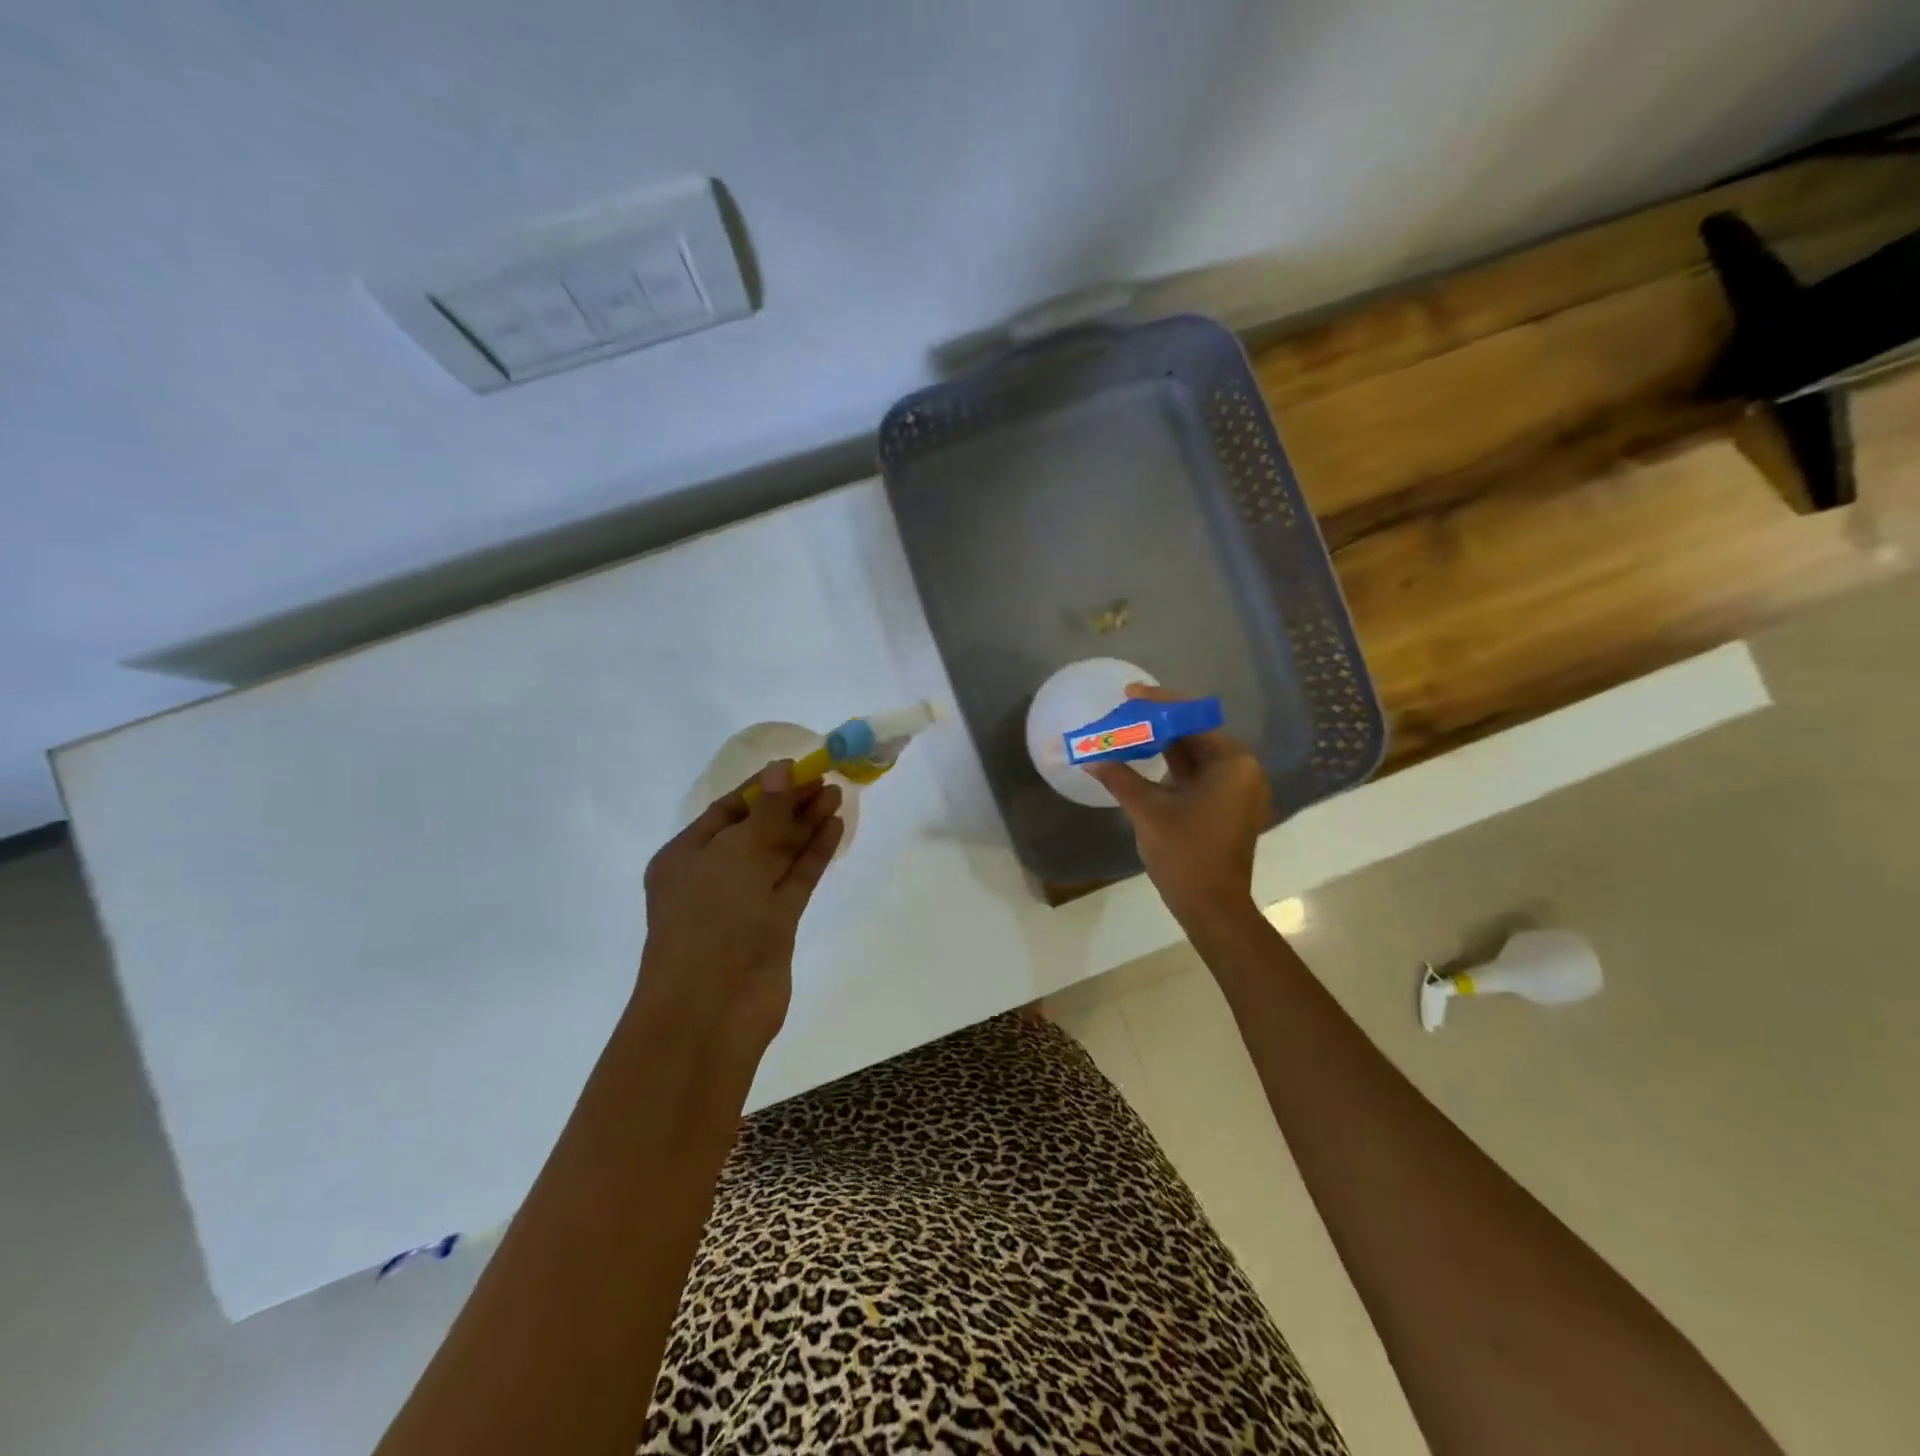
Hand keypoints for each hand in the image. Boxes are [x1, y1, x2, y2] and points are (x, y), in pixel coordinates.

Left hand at [636, 761, 844, 1055]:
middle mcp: (714, 875)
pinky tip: (834, 828)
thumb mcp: (737, 853)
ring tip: (837, 796)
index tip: (798, 768)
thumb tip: (782, 769)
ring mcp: (745, 902)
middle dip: (790, 804)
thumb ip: (768, 811)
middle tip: (827, 780)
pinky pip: (795, 879)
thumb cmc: (712, 918)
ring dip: (806, 825)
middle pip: (757, 829)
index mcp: (686, 855)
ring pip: (780, 854)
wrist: (713, 1006)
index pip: (727, 809)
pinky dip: (813, 854)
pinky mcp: (773, 924)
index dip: (763, 787)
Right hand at [1085, 684, 1271, 927]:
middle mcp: (1242, 770)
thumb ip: (1119, 777)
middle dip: (1159, 723)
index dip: (1159, 703)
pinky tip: (1146, 759)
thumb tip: (1089, 756)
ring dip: (1165, 744)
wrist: (1212, 907)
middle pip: (1196, 734)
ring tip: (1130, 731)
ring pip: (1196, 755)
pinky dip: (1174, 766)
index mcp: (1233, 763)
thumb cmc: (1185, 854)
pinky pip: (1200, 775)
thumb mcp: (1149, 810)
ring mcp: (1238, 790)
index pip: (1192, 719)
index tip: (1129, 693)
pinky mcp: (1228, 807)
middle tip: (1125, 712)